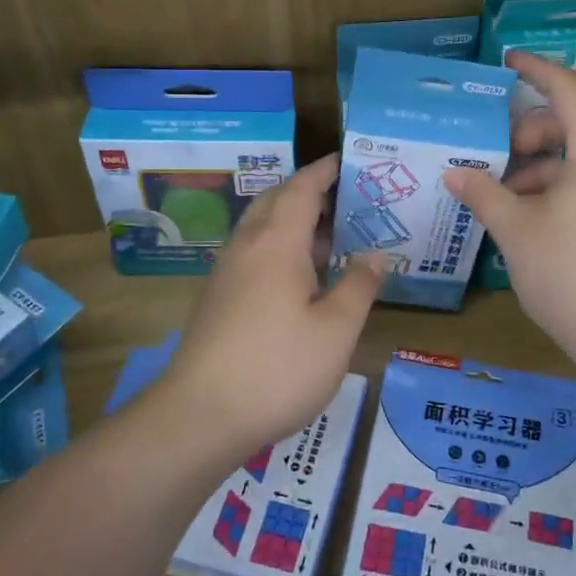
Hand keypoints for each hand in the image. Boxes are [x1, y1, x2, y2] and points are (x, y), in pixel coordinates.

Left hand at [163, 154, 385, 448]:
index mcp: (277, 243)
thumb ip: (359, 286)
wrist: (200, 416)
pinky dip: (280, 248)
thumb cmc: (278, 368)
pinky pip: (253, 254)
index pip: (302, 188)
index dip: (325, 171)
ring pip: (262, 229)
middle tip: (347, 199)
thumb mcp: (336, 330)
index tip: (348, 160)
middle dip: (309, 192)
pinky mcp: (218, 299)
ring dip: (294, 222)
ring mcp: (227, 273)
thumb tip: (375, 255)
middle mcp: (247, 247)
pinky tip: (301, 278)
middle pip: (277, 202)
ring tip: (331, 237)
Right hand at [444, 53, 575, 377]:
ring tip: (499, 190)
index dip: (536, 70)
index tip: (506, 62)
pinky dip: (559, 184)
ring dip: (540, 164)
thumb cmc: (571, 272)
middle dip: (529, 131)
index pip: (568, 89)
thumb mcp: (517, 229)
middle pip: (575, 122)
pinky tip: (525, 213)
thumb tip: (454, 172)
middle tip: (491, 152)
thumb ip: (483, 192)